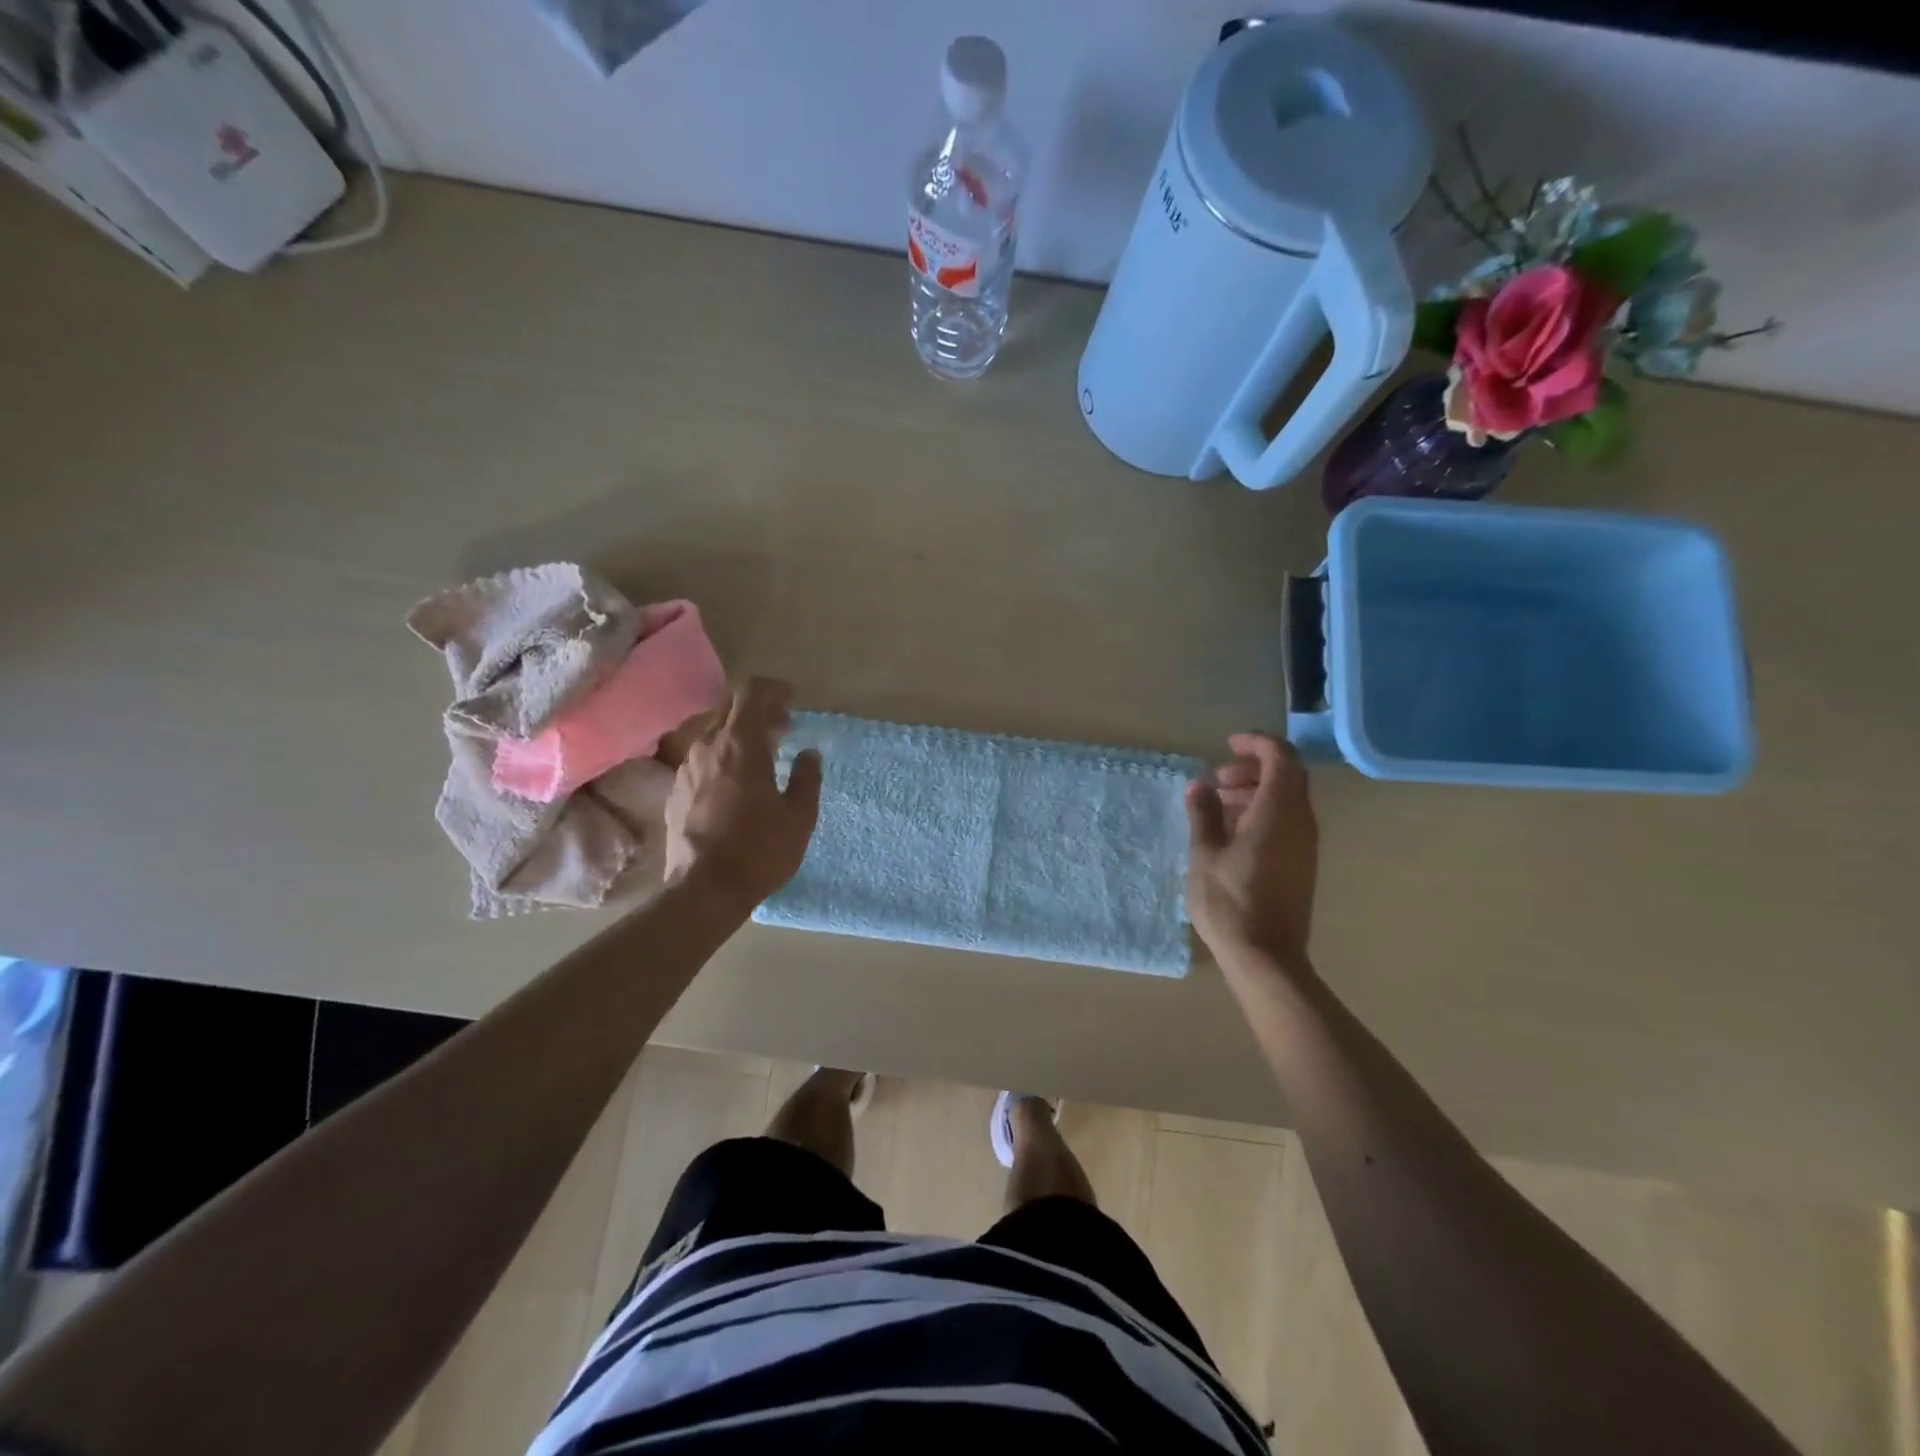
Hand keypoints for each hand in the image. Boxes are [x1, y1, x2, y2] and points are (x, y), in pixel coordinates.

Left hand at [663, 678, 821, 906]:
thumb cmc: (759, 850)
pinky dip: (722, 758)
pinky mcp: (675, 792)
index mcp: (741, 745)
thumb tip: (809, 754)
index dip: (773, 689)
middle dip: (759, 712)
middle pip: (730, 709)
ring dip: (739, 735)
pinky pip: (701, 759)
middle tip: (784, 729)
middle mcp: (708, 747)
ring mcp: (686, 769)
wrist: (704, 890)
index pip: (751, 692)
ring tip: (763, 757)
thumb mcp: (799, 816)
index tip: (791, 700)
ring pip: (713, 734)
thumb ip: (806, 778)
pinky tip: (736, 783)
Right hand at [1185, 733, 1317, 964]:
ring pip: (1288, 799)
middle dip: (1253, 768)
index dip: (1256, 743)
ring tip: (1219, 804)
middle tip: (1218, 780)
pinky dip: (1263, 812)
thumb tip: (1200, 786)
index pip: (1280, 757)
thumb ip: (1203, 814)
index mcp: (1278, 812)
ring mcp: (1305, 845)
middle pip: (1288, 775)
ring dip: (1257, 791)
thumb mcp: (1204, 854)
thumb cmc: (1230, 902)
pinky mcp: (1301, 864)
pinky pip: (1288, 821)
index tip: (1227, 745)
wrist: (1267, 957)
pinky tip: (1233, 832)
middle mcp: (1300, 822)